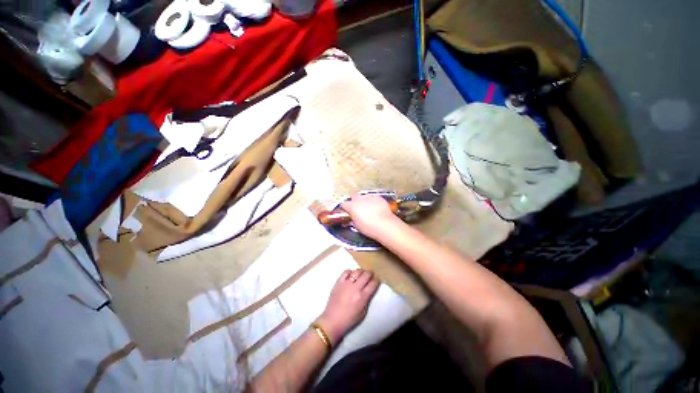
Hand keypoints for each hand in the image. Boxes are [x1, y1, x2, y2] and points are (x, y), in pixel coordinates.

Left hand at [316, 269, 379, 344]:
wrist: (332, 320)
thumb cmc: (349, 319)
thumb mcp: (363, 312)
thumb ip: (367, 299)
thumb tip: (369, 289)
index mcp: (362, 297)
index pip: (373, 283)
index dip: (376, 280)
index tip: (377, 279)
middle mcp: (355, 288)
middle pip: (366, 275)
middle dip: (370, 273)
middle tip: (371, 274)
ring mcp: (346, 284)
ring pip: (357, 271)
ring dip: (361, 271)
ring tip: (361, 274)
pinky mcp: (338, 282)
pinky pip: (346, 272)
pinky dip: (350, 272)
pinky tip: (351, 275)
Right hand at [341, 194, 401, 238]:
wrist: (384, 224)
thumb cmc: (368, 227)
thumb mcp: (357, 226)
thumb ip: (353, 219)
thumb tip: (352, 219)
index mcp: (351, 206)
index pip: (343, 204)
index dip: (345, 207)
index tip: (347, 211)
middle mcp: (359, 199)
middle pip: (353, 195)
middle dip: (354, 199)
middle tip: (357, 207)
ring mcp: (369, 197)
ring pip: (364, 196)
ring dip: (364, 200)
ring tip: (369, 208)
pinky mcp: (378, 197)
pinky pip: (374, 197)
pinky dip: (374, 201)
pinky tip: (377, 207)